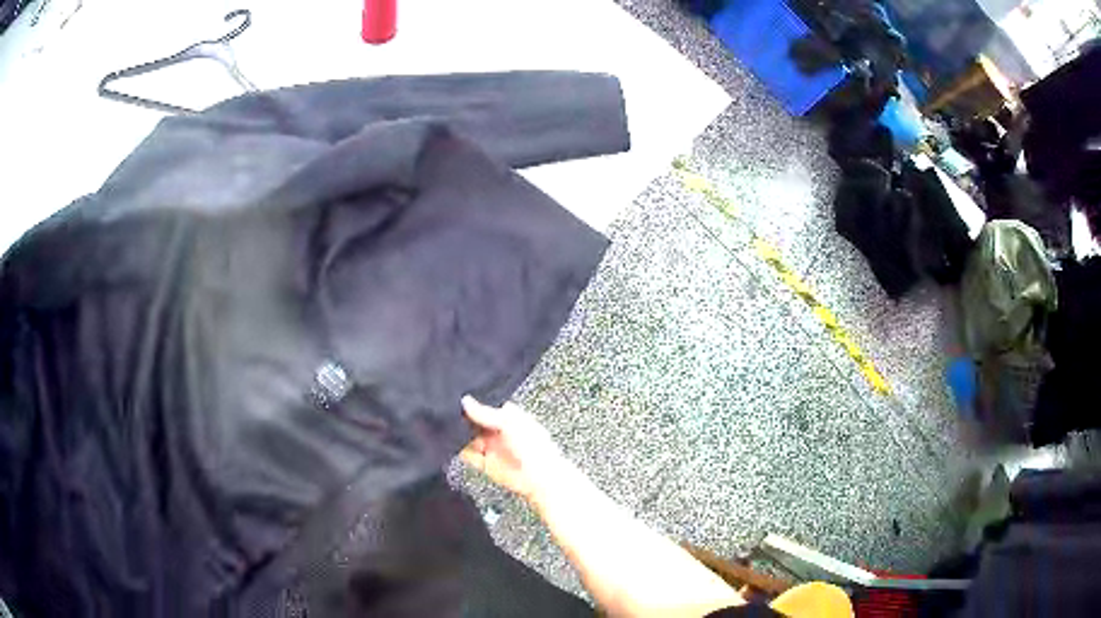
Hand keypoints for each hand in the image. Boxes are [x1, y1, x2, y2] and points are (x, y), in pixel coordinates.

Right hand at [459, 395, 567, 502]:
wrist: (541, 477)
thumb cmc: (535, 447)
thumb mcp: (509, 423)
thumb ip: (486, 413)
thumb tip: (466, 401)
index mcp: (508, 417)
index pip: (486, 406)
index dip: (473, 403)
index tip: (458, 398)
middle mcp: (498, 432)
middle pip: (474, 422)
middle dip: (463, 419)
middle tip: (449, 413)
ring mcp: (491, 448)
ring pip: (469, 438)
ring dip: (459, 434)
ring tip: (447, 427)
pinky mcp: (486, 463)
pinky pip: (468, 455)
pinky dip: (459, 450)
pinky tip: (452, 444)